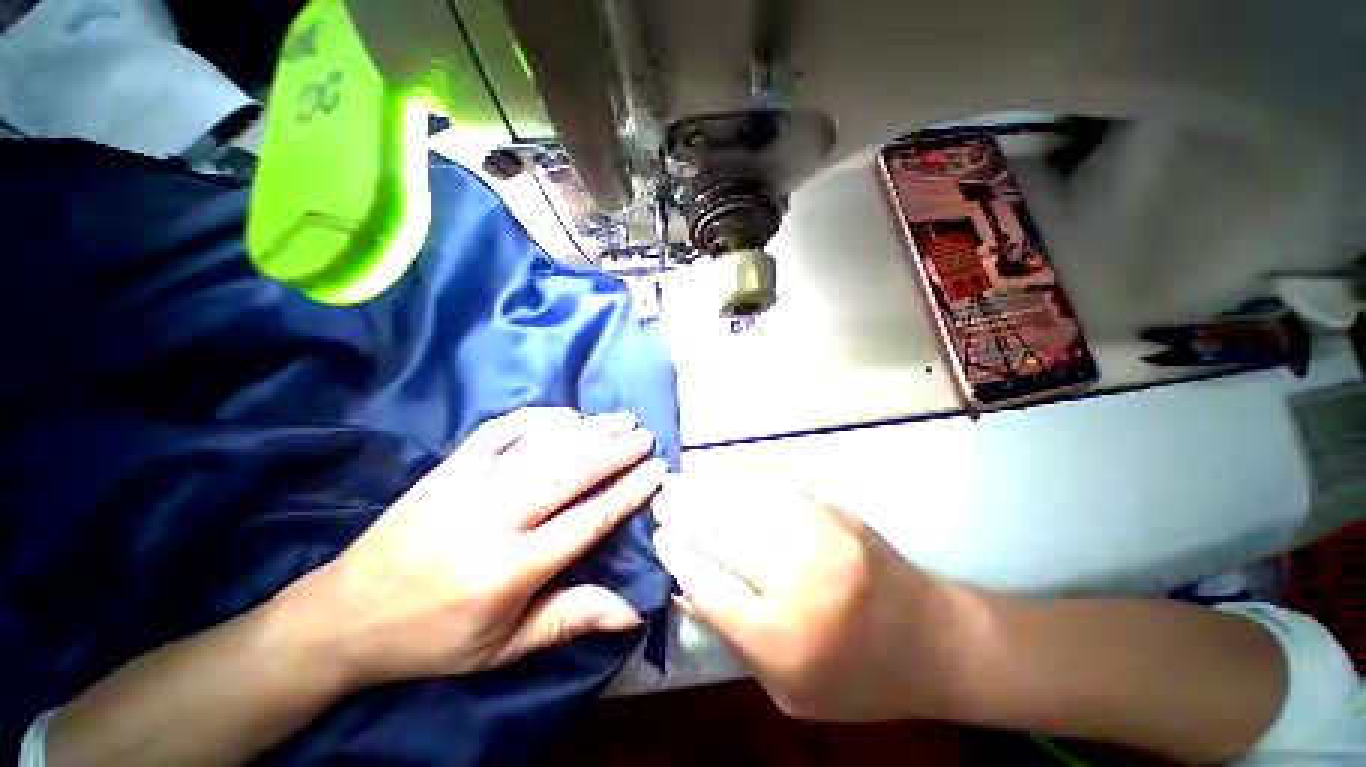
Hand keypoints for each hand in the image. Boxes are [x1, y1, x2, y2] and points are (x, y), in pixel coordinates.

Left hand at [276, 408, 667, 688]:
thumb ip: (570, 619)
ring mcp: (467, 485)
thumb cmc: (431, 639)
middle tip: (646, 437)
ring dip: (590, 429)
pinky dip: (539, 418)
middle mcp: (493, 518)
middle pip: (572, 471)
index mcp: (509, 569)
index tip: (657, 471)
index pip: (589, 520)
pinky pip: (501, 430)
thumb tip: (633, 612)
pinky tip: (567, 416)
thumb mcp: (503, 648)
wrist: (344, 615)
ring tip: (621, 420)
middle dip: (617, 451)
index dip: (629, 492)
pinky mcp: (447, 468)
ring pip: (544, 446)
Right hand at [652, 478, 978, 722]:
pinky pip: (777, 493)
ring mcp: (822, 545)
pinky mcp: (837, 518)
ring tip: (679, 482)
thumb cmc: (858, 680)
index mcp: (783, 643)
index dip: (679, 559)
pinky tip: (721, 478)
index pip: (710, 589)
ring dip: (706, 492)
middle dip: (684, 516)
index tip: (659, 539)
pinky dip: (742, 484)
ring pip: (746, 508)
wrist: (933, 643)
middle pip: (724, 540)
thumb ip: (734, 641)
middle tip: (660, 501)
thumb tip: (686, 589)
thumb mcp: (789, 691)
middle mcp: (799, 589)